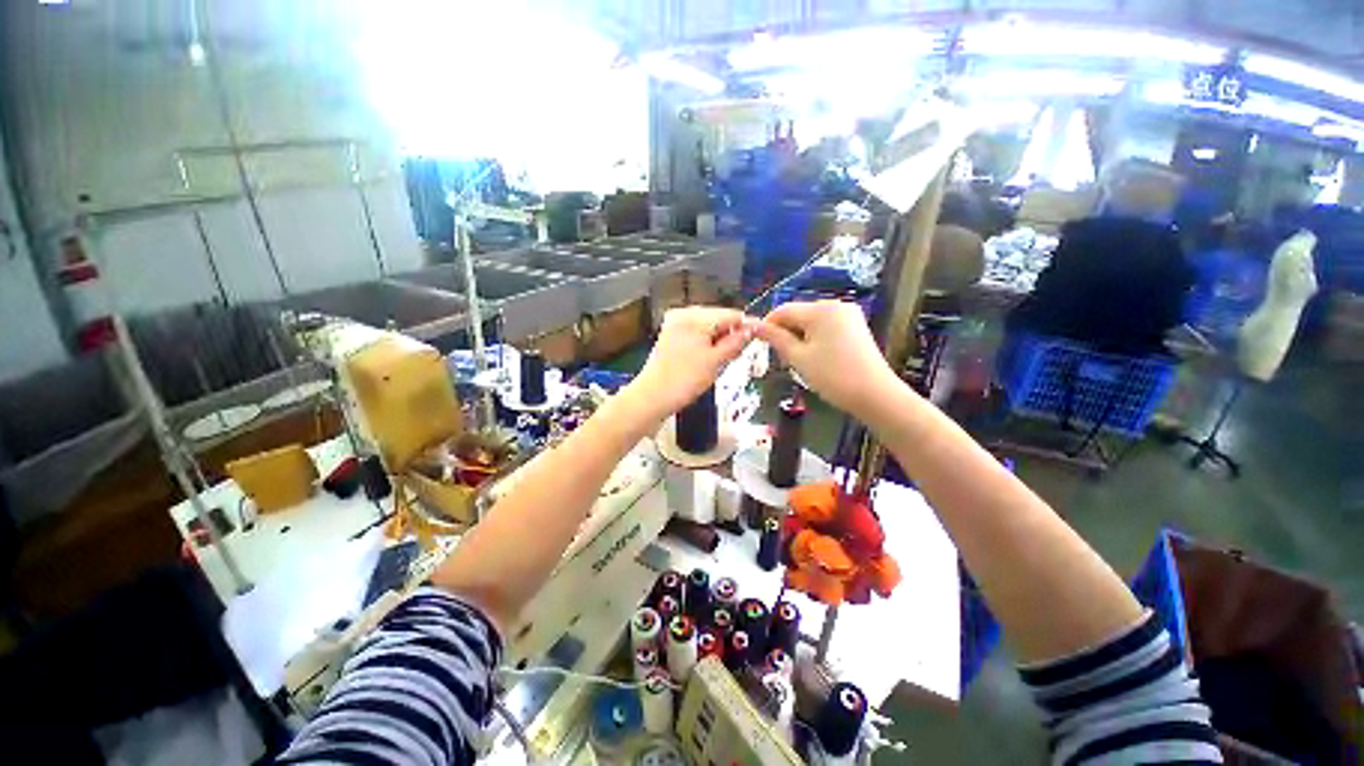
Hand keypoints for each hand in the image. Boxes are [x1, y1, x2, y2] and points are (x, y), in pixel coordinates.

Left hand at [626, 307, 755, 421]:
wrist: (652, 396)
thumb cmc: (684, 380)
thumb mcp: (716, 361)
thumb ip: (736, 342)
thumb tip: (751, 329)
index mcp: (696, 317)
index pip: (731, 314)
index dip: (746, 327)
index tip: (756, 340)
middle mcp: (684, 313)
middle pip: (719, 317)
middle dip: (729, 334)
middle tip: (734, 356)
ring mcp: (675, 322)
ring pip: (708, 325)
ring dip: (718, 339)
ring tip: (718, 361)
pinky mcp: (670, 332)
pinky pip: (696, 332)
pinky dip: (705, 342)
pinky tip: (705, 358)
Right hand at [754, 301, 900, 417]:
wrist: (874, 395)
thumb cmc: (832, 376)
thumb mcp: (798, 357)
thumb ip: (775, 338)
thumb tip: (755, 326)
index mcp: (821, 309)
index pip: (784, 310)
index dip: (767, 325)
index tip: (757, 342)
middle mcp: (835, 305)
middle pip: (798, 314)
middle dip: (785, 332)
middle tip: (780, 358)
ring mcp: (848, 315)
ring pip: (811, 321)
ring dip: (799, 337)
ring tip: (797, 360)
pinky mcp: (855, 326)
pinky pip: (825, 326)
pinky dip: (814, 338)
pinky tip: (814, 357)